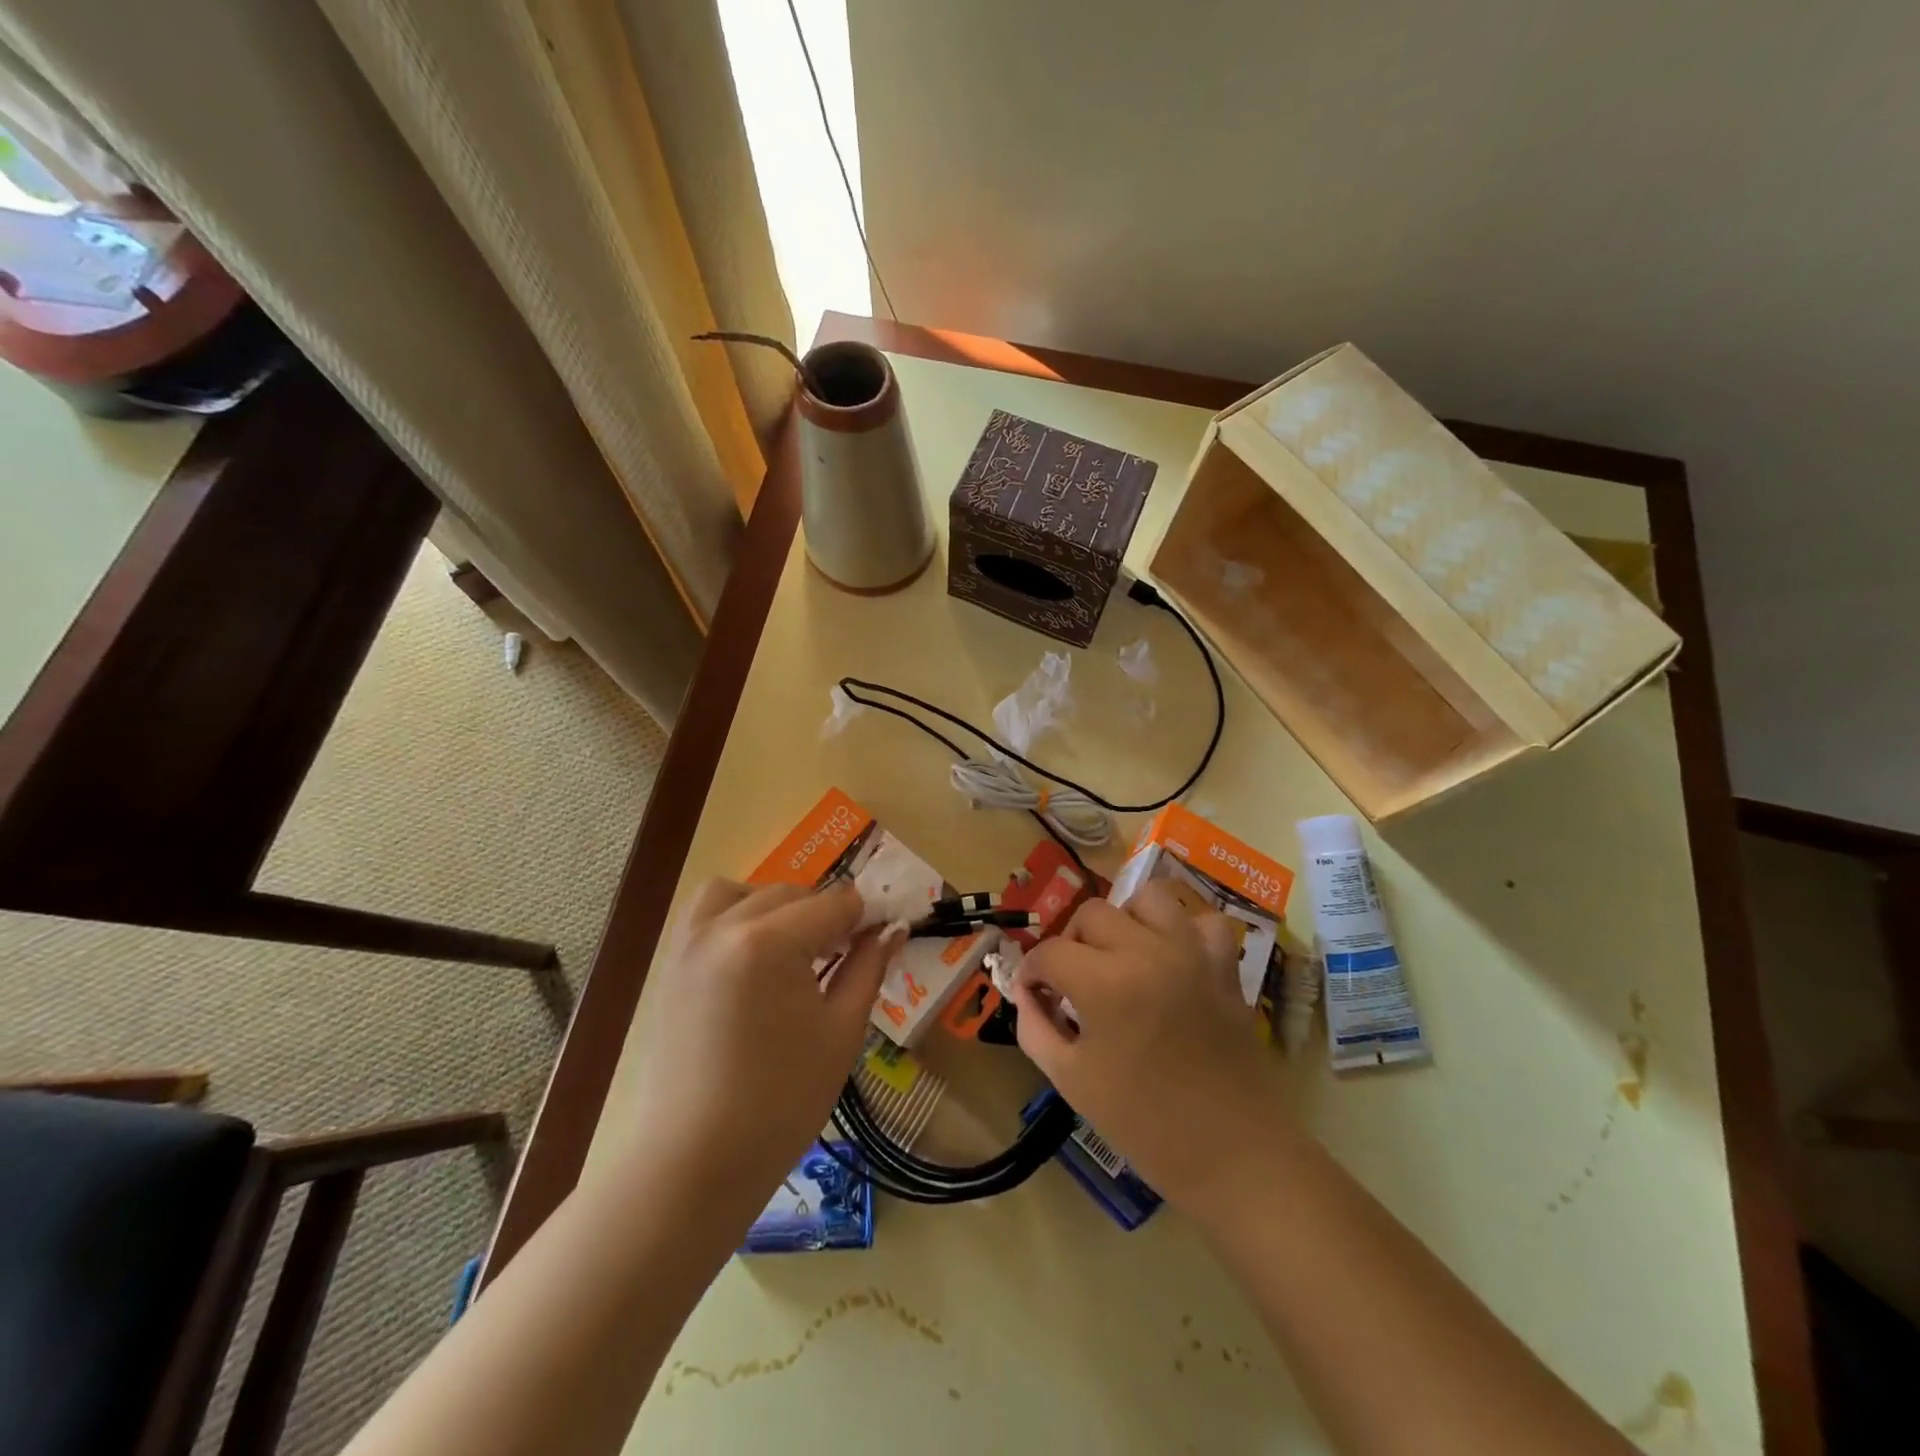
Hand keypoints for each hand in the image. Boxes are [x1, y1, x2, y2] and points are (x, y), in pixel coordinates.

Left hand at [616, 879, 900, 1209]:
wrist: (694, 1161)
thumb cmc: (781, 1101)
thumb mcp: (841, 1032)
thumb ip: (868, 968)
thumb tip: (893, 930)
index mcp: (771, 942)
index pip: (835, 904)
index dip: (865, 918)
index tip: (882, 938)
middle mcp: (726, 927)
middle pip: (793, 894)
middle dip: (826, 915)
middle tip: (846, 954)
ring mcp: (691, 942)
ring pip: (746, 892)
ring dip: (779, 906)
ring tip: (796, 947)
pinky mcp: (673, 963)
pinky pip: (708, 912)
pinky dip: (737, 913)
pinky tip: (755, 954)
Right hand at [1011, 881, 1279, 1207]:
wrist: (1233, 1155)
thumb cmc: (1144, 1124)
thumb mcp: (1071, 1081)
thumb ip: (1035, 1028)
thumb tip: (1027, 994)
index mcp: (1105, 984)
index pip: (1050, 952)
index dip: (1032, 972)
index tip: (1033, 994)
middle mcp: (1147, 952)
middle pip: (1092, 914)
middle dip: (1072, 943)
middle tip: (1073, 980)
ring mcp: (1191, 954)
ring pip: (1149, 898)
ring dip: (1126, 920)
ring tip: (1122, 955)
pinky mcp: (1224, 966)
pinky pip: (1203, 923)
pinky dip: (1184, 932)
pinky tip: (1172, 960)